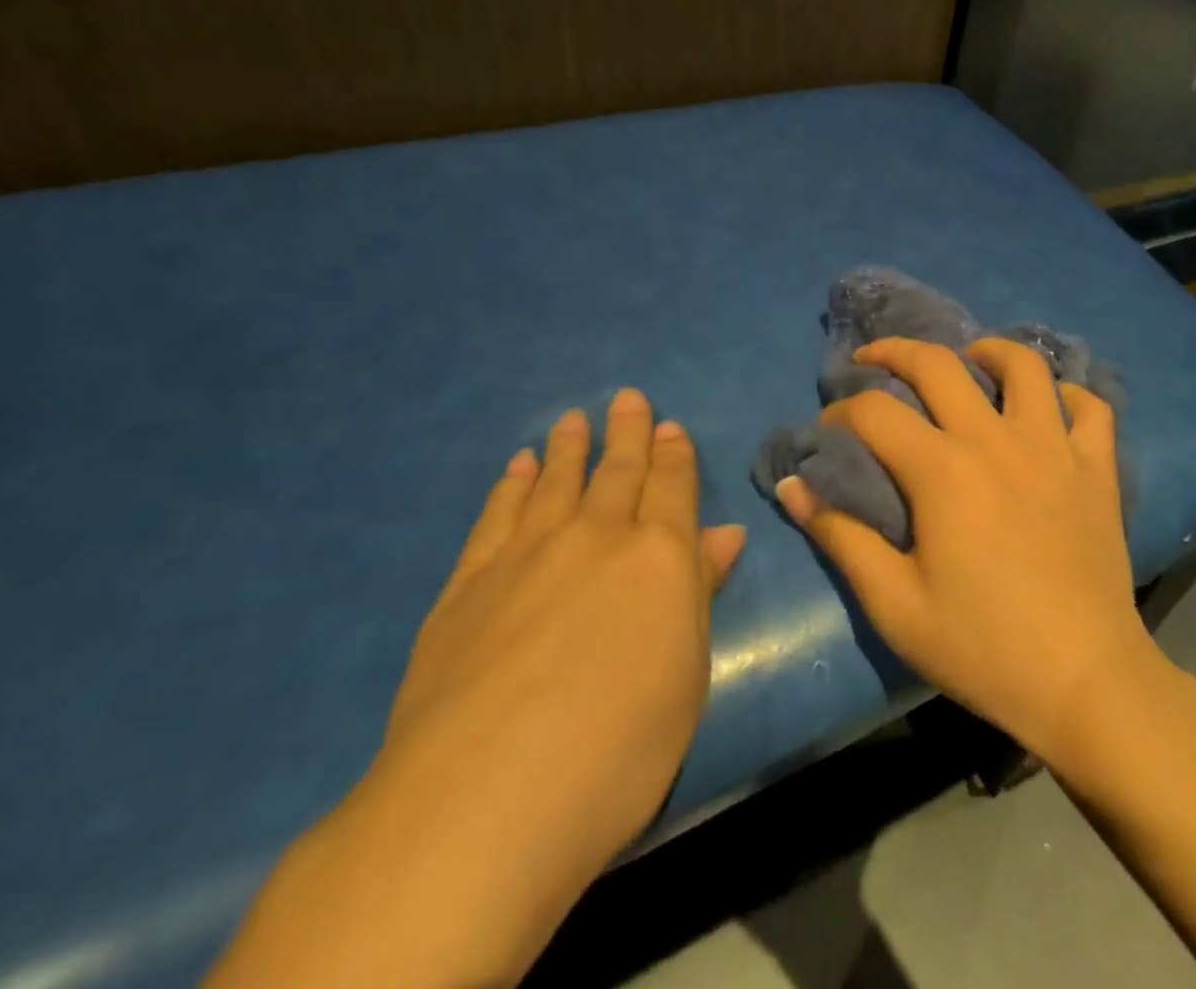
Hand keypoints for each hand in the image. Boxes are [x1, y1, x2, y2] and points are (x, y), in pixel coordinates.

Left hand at [208, 389, 745, 988]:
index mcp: (660, 555)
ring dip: (569, 448)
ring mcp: (528, 553)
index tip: (669, 427)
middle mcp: (597, 536)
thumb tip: (725, 535)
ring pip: (556, 480)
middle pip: (617, 470)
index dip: (674, 454)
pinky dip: (512, 485)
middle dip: (627, 433)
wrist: (485, 797)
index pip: (672, 487)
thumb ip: (701, 594)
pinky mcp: (470, 581)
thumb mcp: (686, 674)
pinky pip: (498, 514)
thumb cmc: (618, 746)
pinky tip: (518, 468)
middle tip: (627, 399)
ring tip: (572, 420)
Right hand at [775, 338, 1155, 767]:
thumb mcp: (895, 604)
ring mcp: (1055, 448)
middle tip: (874, 358)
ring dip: (989, 351)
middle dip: (896, 351)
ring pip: (1024, 366)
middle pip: (939, 364)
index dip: (841, 412)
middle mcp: (997, 440)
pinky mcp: (1097, 469)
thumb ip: (840, 538)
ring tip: (970, 361)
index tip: (828, 431)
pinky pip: (1090, 408)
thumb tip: (792, 487)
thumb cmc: (982, 647)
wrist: (1084, 683)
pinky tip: (1049, 408)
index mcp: (943, 470)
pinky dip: (1068, 396)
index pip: (876, 411)